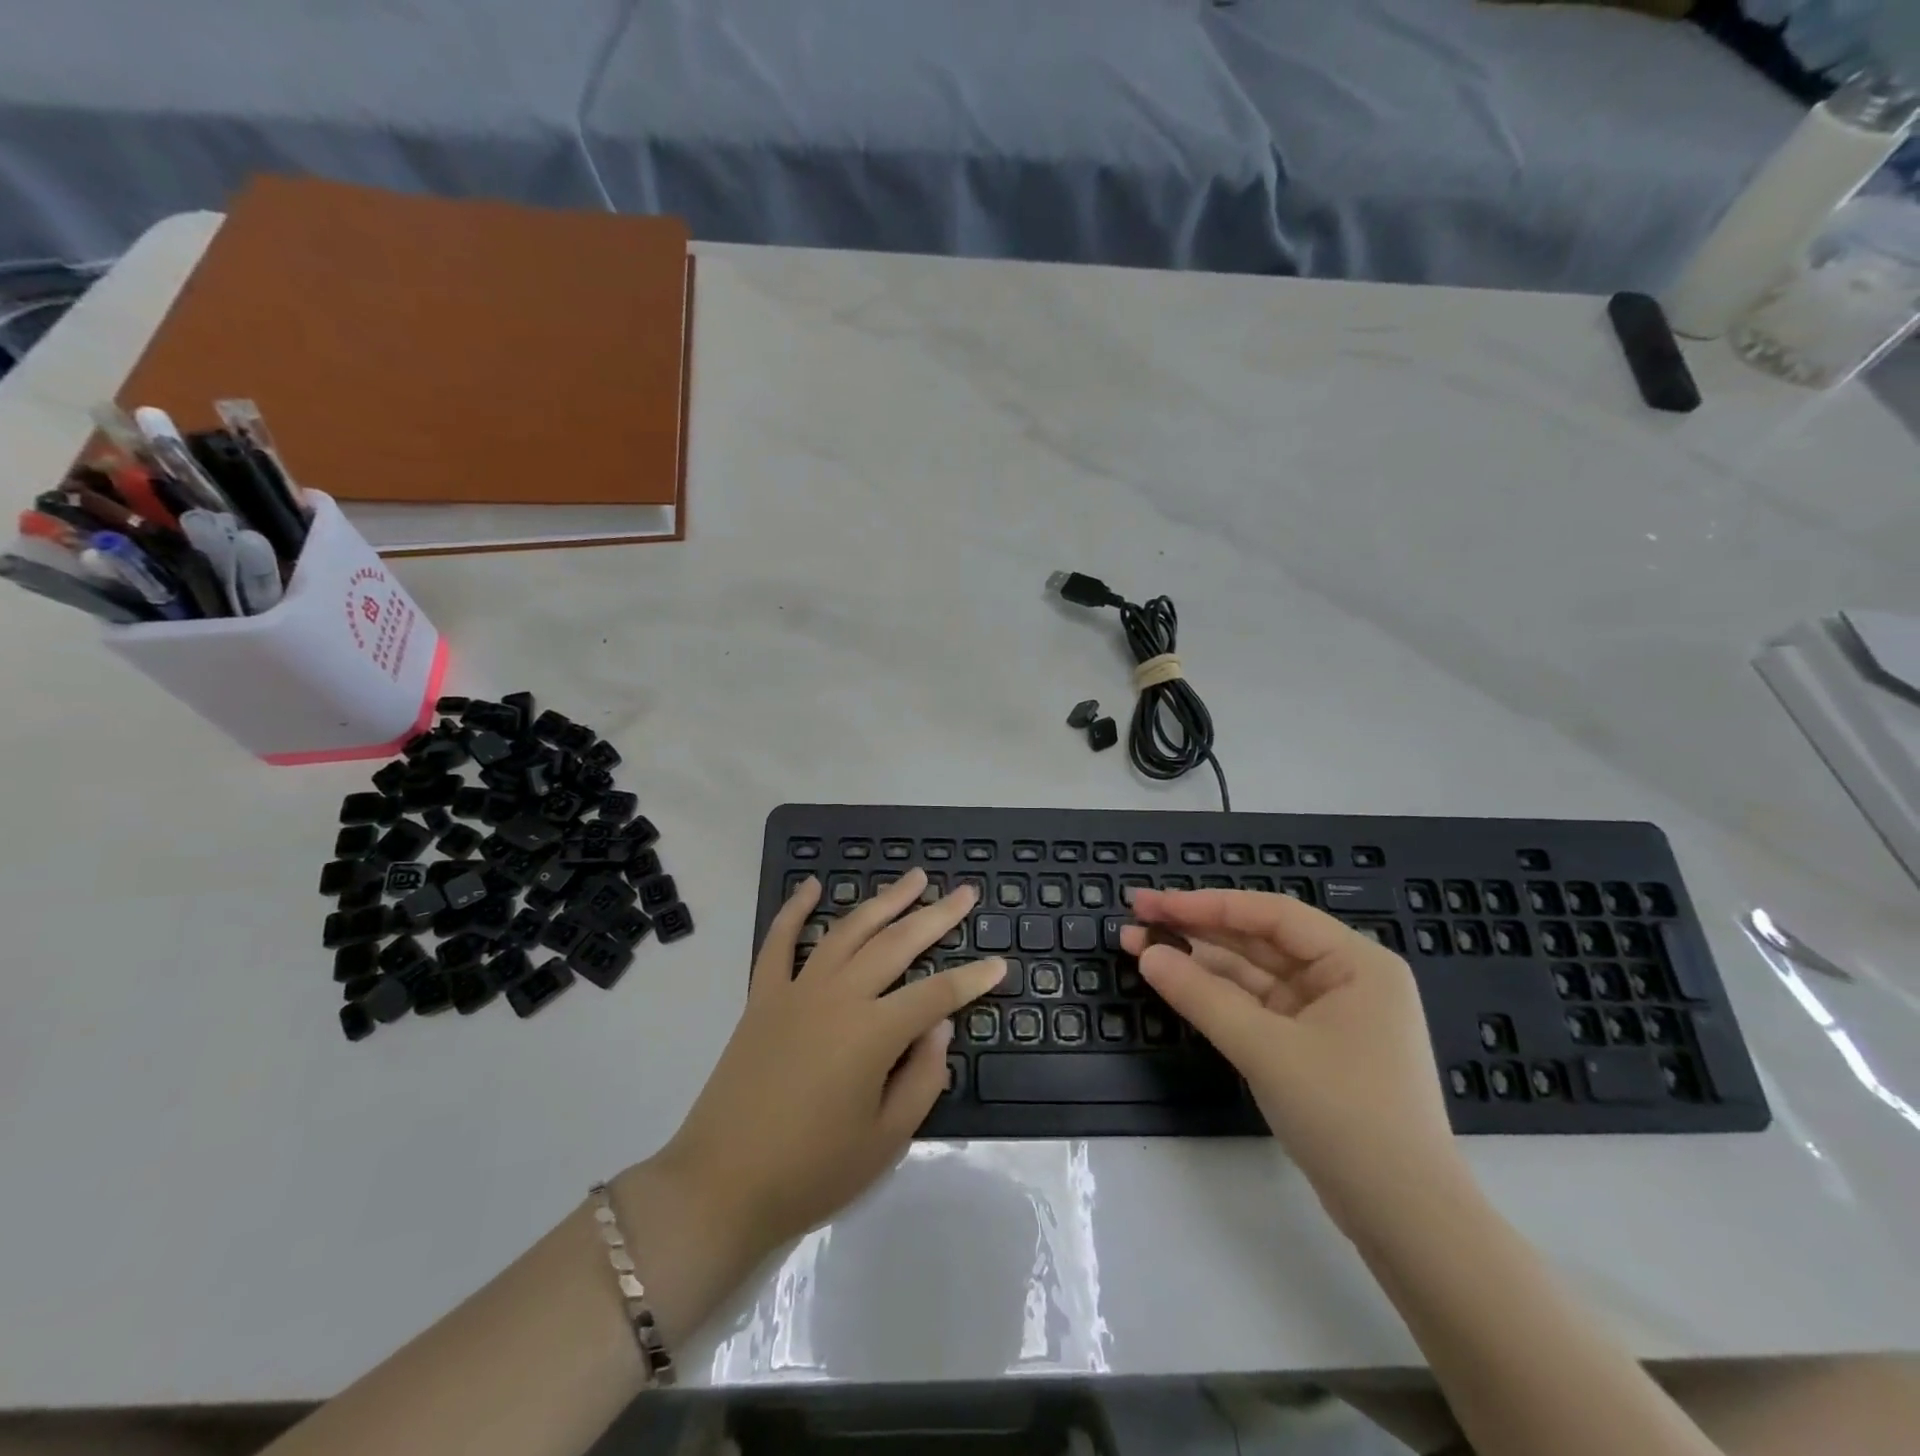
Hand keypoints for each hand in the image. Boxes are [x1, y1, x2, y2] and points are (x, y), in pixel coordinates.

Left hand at [653, 869, 1004, 1261]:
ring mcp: (797, 991)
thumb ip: (922, 1077)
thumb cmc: (812, 1171)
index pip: (936, 994)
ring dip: (884, 901)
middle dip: (936, 916)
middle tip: (965, 892)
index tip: (999, 965)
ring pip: (849, 931)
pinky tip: (812, 886)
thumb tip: (939, 1026)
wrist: (721, 1185)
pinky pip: (779, 943)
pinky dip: (795, 910)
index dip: (971, 980)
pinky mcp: (762, 997)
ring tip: (914, 877)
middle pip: (897, 944)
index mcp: (873, 1033)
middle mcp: (838, 996)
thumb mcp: (886, 1139)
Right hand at [1122, 888, 1461, 1226]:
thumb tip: (1147, 955)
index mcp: (1355, 962)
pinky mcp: (1313, 1047)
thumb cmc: (1346, 1115)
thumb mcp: (1266, 1049)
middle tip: (1137, 920)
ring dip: (1200, 963)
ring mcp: (1329, 1014)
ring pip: (1254, 974)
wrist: (1405, 1221)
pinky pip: (1258, 1007)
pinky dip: (1218, 997)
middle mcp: (1346, 978)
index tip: (1151, 903)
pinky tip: (1179, 985)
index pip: (1269, 914)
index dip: (1205, 903)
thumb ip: (1202, 996)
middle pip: (1259, 940)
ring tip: (1142, 949)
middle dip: (1197, 930)